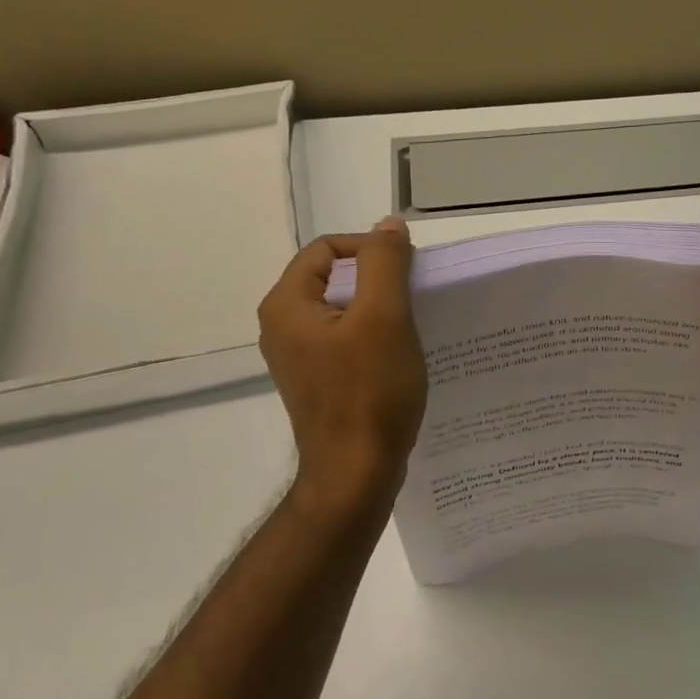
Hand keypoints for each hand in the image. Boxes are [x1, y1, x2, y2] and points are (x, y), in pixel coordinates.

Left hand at [258, 218, 427, 502]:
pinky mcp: (320, 382)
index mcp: (287, 305)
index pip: (326, 249)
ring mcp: (300, 359)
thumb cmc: (369, 392)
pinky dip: (375, 338)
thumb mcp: (384, 317)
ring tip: (415, 325)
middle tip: (416, 297)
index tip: (408, 271)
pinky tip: (402, 355)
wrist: (356, 473)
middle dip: (378, 279)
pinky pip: (347, 342)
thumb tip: (389, 225)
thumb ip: (385, 263)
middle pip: (334, 278)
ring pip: (344, 311)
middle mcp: (283, 328)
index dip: (370, 249)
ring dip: (380, 309)